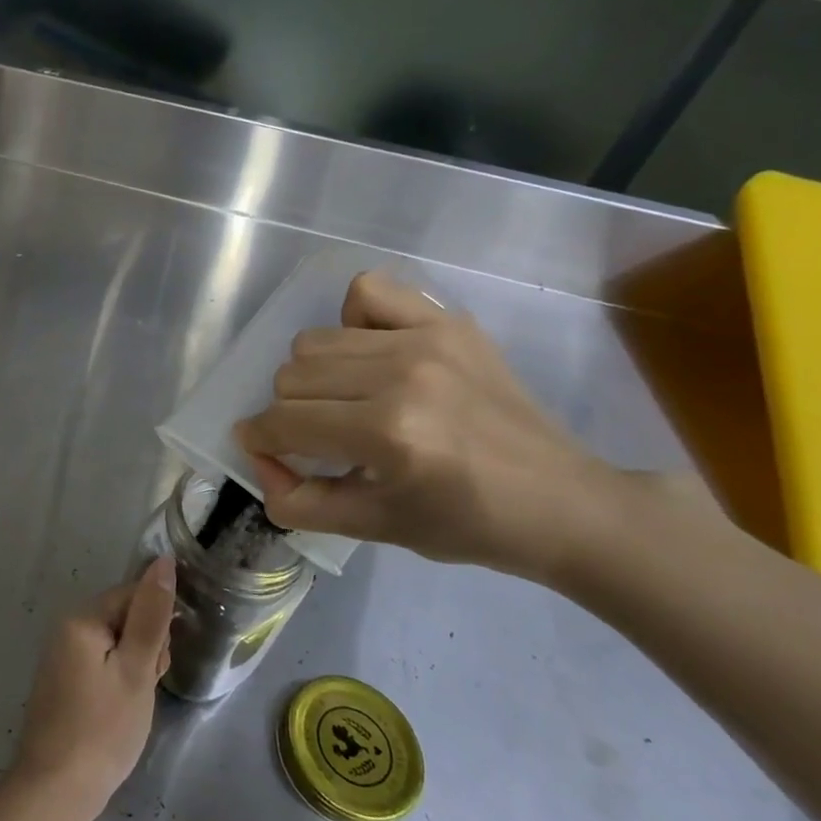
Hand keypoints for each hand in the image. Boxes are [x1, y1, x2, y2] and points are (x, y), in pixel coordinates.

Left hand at [10, 558, 174, 818]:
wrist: (56, 791)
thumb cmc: (103, 729)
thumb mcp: (136, 670)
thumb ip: (151, 614)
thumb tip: (164, 561)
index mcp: (82, 617)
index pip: (133, 595)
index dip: (157, 624)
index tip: (161, 661)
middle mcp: (67, 628)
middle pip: (125, 618)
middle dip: (147, 647)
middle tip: (146, 687)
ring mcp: (62, 656)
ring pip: (117, 644)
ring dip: (136, 667)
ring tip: (134, 704)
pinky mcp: (64, 681)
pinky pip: (102, 664)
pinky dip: (119, 681)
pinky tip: (121, 711)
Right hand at [234, 270, 634, 583]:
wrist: (563, 502)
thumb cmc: (467, 524)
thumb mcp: (374, 529)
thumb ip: (298, 502)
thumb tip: (258, 461)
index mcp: (388, 434)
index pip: (283, 422)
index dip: (260, 440)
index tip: (266, 451)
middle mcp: (401, 376)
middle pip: (291, 376)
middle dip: (289, 413)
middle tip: (319, 438)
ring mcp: (426, 339)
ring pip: (317, 340)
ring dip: (315, 376)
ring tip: (347, 400)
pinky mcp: (447, 321)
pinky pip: (367, 292)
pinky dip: (352, 319)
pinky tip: (370, 353)